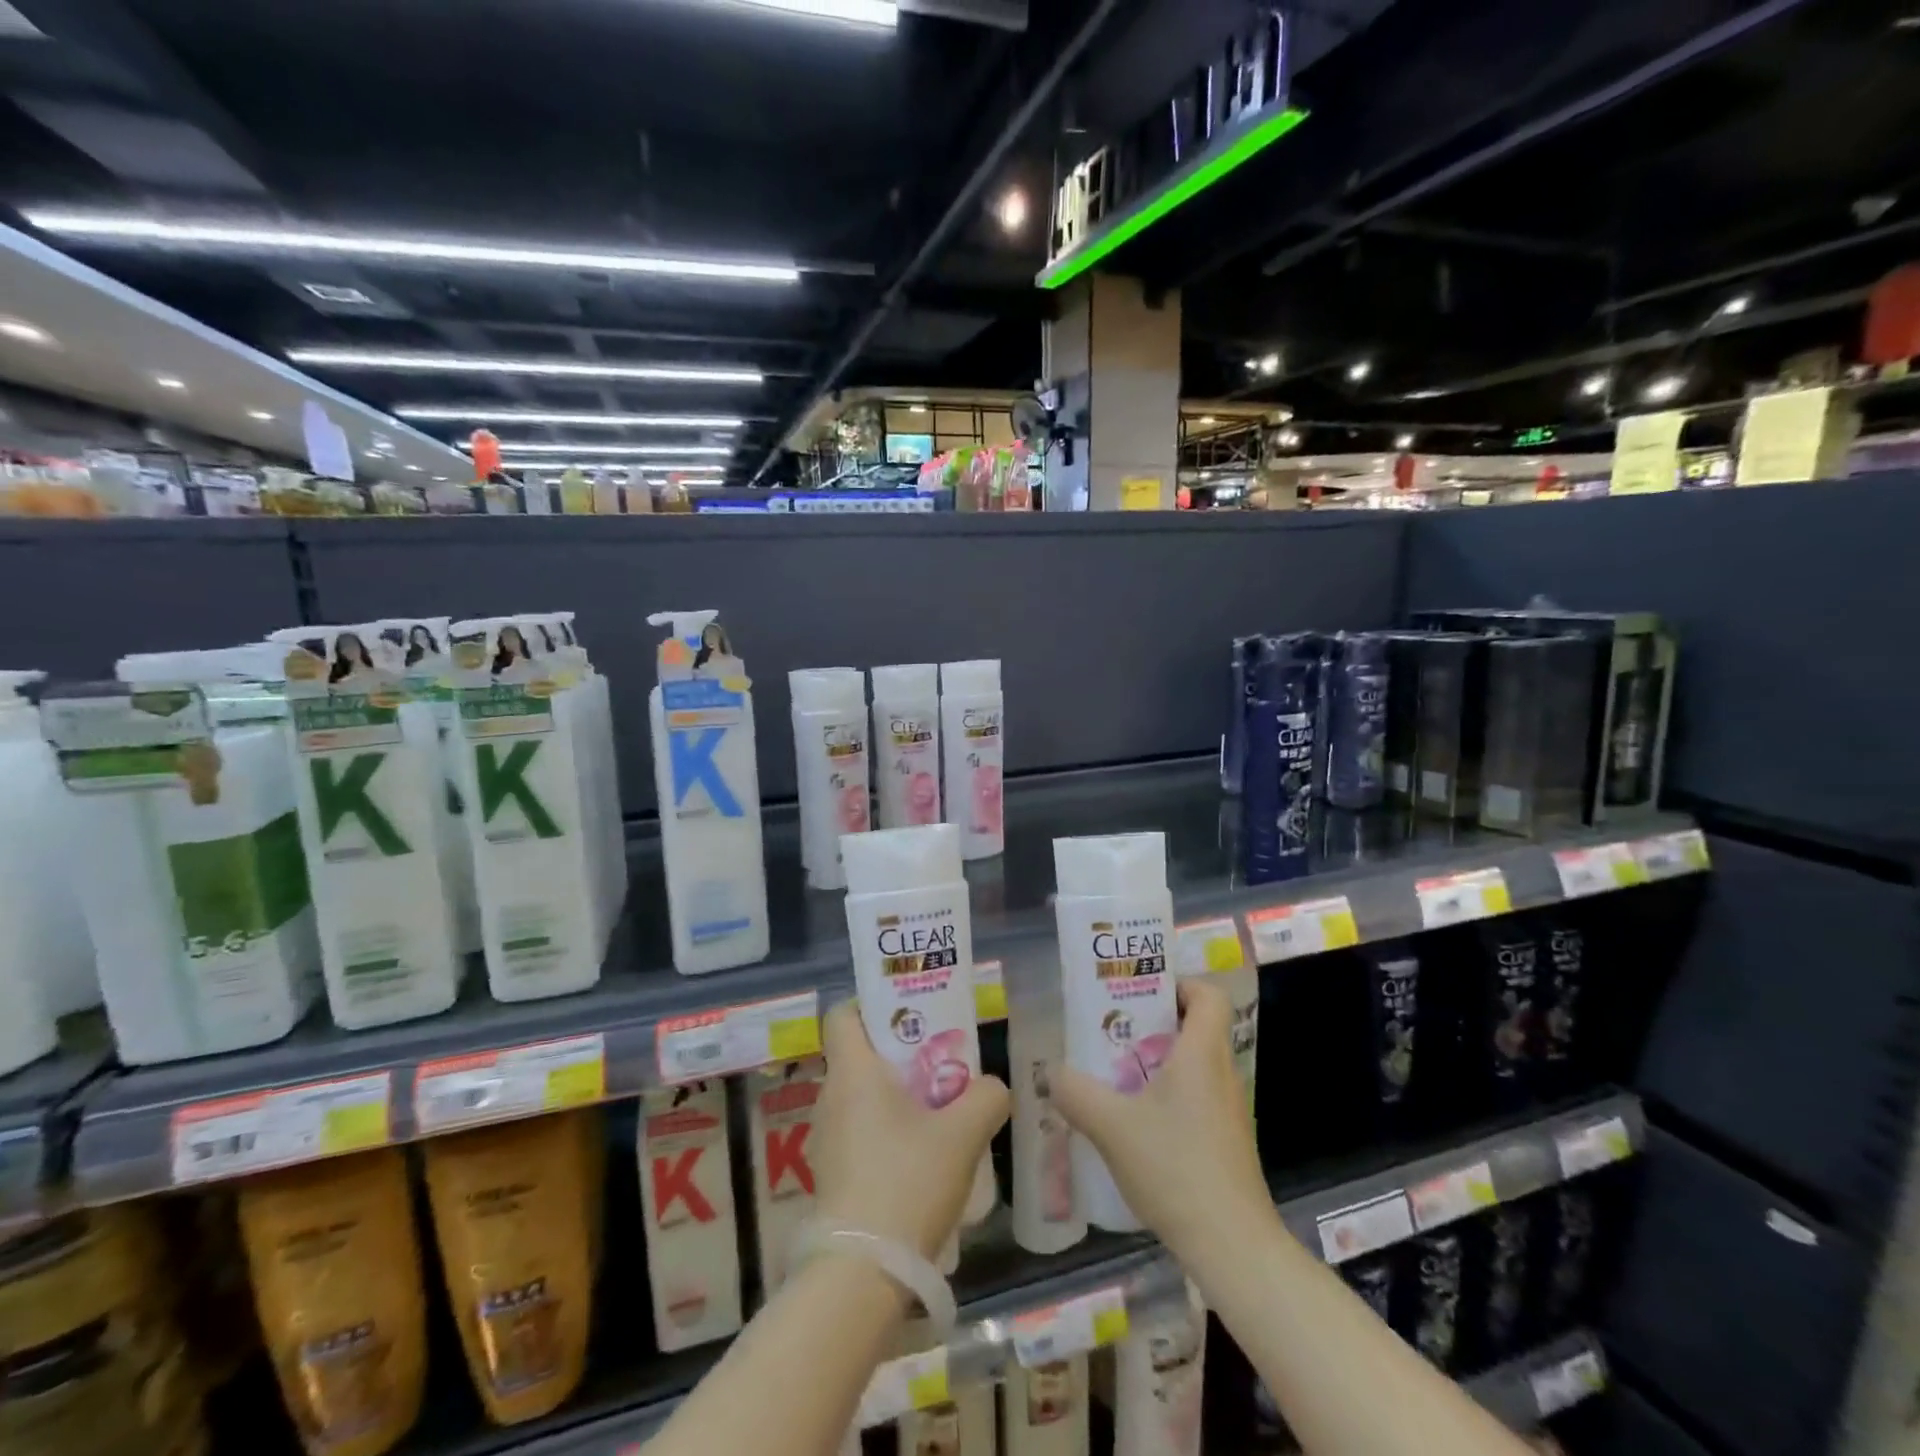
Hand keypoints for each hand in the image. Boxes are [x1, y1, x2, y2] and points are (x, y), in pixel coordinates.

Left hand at [813, 1001, 1009, 1260]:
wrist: (862, 1274)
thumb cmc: (908, 1182)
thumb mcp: (963, 1133)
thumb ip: (986, 1096)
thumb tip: (992, 1087)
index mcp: (853, 1072)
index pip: (842, 1013)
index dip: (871, 1004)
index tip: (909, 1015)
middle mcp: (830, 1097)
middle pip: (859, 1054)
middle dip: (899, 1053)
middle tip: (940, 1061)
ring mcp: (826, 1138)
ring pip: (861, 1095)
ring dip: (895, 1095)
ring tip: (938, 1111)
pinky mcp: (832, 1174)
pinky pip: (859, 1130)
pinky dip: (886, 1129)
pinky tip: (921, 1157)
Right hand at [1048, 977, 1269, 1258]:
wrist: (1232, 1246)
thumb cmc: (1175, 1168)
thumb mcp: (1111, 1126)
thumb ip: (1075, 1092)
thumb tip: (1051, 1072)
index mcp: (1202, 1054)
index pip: (1208, 995)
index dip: (1179, 984)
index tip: (1141, 995)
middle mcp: (1221, 1073)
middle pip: (1197, 1027)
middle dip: (1154, 1023)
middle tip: (1114, 1031)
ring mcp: (1228, 1110)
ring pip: (1195, 1064)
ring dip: (1158, 1061)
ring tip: (1116, 1075)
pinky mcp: (1226, 1141)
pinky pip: (1196, 1096)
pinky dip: (1168, 1095)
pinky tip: (1136, 1124)